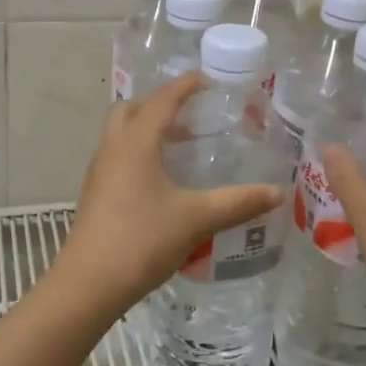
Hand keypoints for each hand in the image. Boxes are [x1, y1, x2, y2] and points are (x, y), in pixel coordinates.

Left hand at [58, 72, 284, 312]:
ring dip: (147, 127)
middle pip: (131, 109)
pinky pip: (118, 156)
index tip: (207, 79)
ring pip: (121, 133)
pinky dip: (139, 151)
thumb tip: (277, 193)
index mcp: (136, 143)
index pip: (162, 100)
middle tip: (190, 110)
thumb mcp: (197, 219)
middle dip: (159, 102)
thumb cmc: (142, 241)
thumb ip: (238, 202)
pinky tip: (162, 177)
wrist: (88, 285)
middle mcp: (113, 149)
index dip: (184, 86)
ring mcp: (99, 172)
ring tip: (181, 141)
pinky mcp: (95, 194)